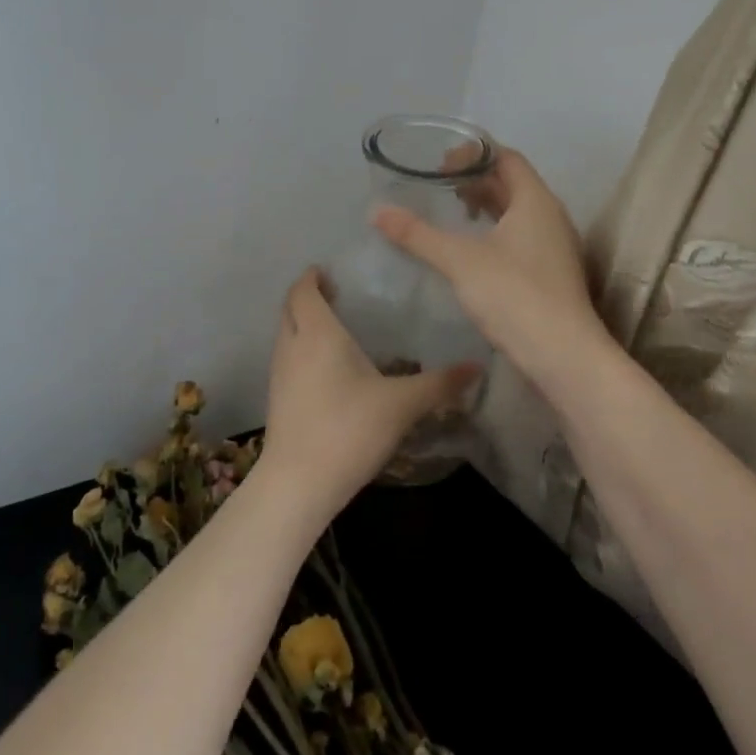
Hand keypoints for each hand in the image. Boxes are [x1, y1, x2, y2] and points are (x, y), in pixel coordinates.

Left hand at [259, 268, 481, 520]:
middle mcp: (292, 346)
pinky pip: (287, 358)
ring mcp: (279, 374)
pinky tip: (327, 368)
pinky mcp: (278, 399)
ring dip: (303, 323)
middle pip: (290, 308)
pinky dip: (301, 348)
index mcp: (318, 334)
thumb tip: (477, 366)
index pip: (303, 291)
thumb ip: (440, 383)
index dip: (312, 277)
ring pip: (286, 334)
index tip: (328, 271)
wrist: (299, 483)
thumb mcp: (402, 404)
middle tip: (336, 294)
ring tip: (335, 327)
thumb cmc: (349, 430)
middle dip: (307, 297)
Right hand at [372, 147, 605, 378]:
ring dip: (486, 206)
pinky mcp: (550, 273)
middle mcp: (550, 216)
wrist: (563, 355)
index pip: (507, 158)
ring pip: (517, 213)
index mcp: (535, 201)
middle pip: (512, 183)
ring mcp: (554, 246)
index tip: (440, 165)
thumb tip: (376, 211)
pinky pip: (521, 237)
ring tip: (453, 212)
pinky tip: (471, 251)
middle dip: (476, 180)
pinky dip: (495, 232)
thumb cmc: (514, 295)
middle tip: (439, 186)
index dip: (474, 154)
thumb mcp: (459, 261)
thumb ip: (417, 234)